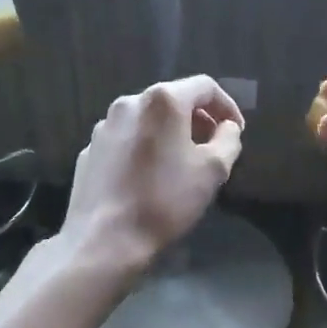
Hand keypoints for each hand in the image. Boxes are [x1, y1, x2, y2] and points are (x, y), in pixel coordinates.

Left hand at [61, 76, 245, 270]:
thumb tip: (227, 127)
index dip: (227, 106)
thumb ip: (229, 139)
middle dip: (198, 119)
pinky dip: (144, 147)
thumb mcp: (214, 170)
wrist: (104, 240)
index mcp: (162, 101)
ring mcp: (104, 126)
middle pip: (173, 99)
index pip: (204, 86)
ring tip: (182, 162)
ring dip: (170, 133)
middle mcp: (129, 103)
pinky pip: (126, 139)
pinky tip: (149, 176)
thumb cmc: (165, 200)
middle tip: (213, 147)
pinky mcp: (90, 150)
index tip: (236, 131)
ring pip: (147, 119)